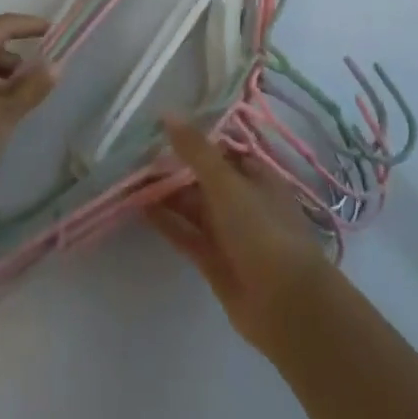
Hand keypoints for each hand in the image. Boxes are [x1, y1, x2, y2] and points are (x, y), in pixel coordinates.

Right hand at [148, 116, 331, 352]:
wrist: (286, 305)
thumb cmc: (262, 229)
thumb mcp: (227, 183)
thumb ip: (196, 150)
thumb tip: (167, 113)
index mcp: (254, 174)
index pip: (220, 149)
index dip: (192, 139)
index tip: (160, 128)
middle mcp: (242, 200)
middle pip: (203, 178)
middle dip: (173, 168)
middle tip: (136, 155)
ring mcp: (229, 233)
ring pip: (192, 206)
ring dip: (166, 194)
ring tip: (131, 179)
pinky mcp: (215, 262)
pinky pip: (187, 235)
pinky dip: (167, 222)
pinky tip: (141, 209)